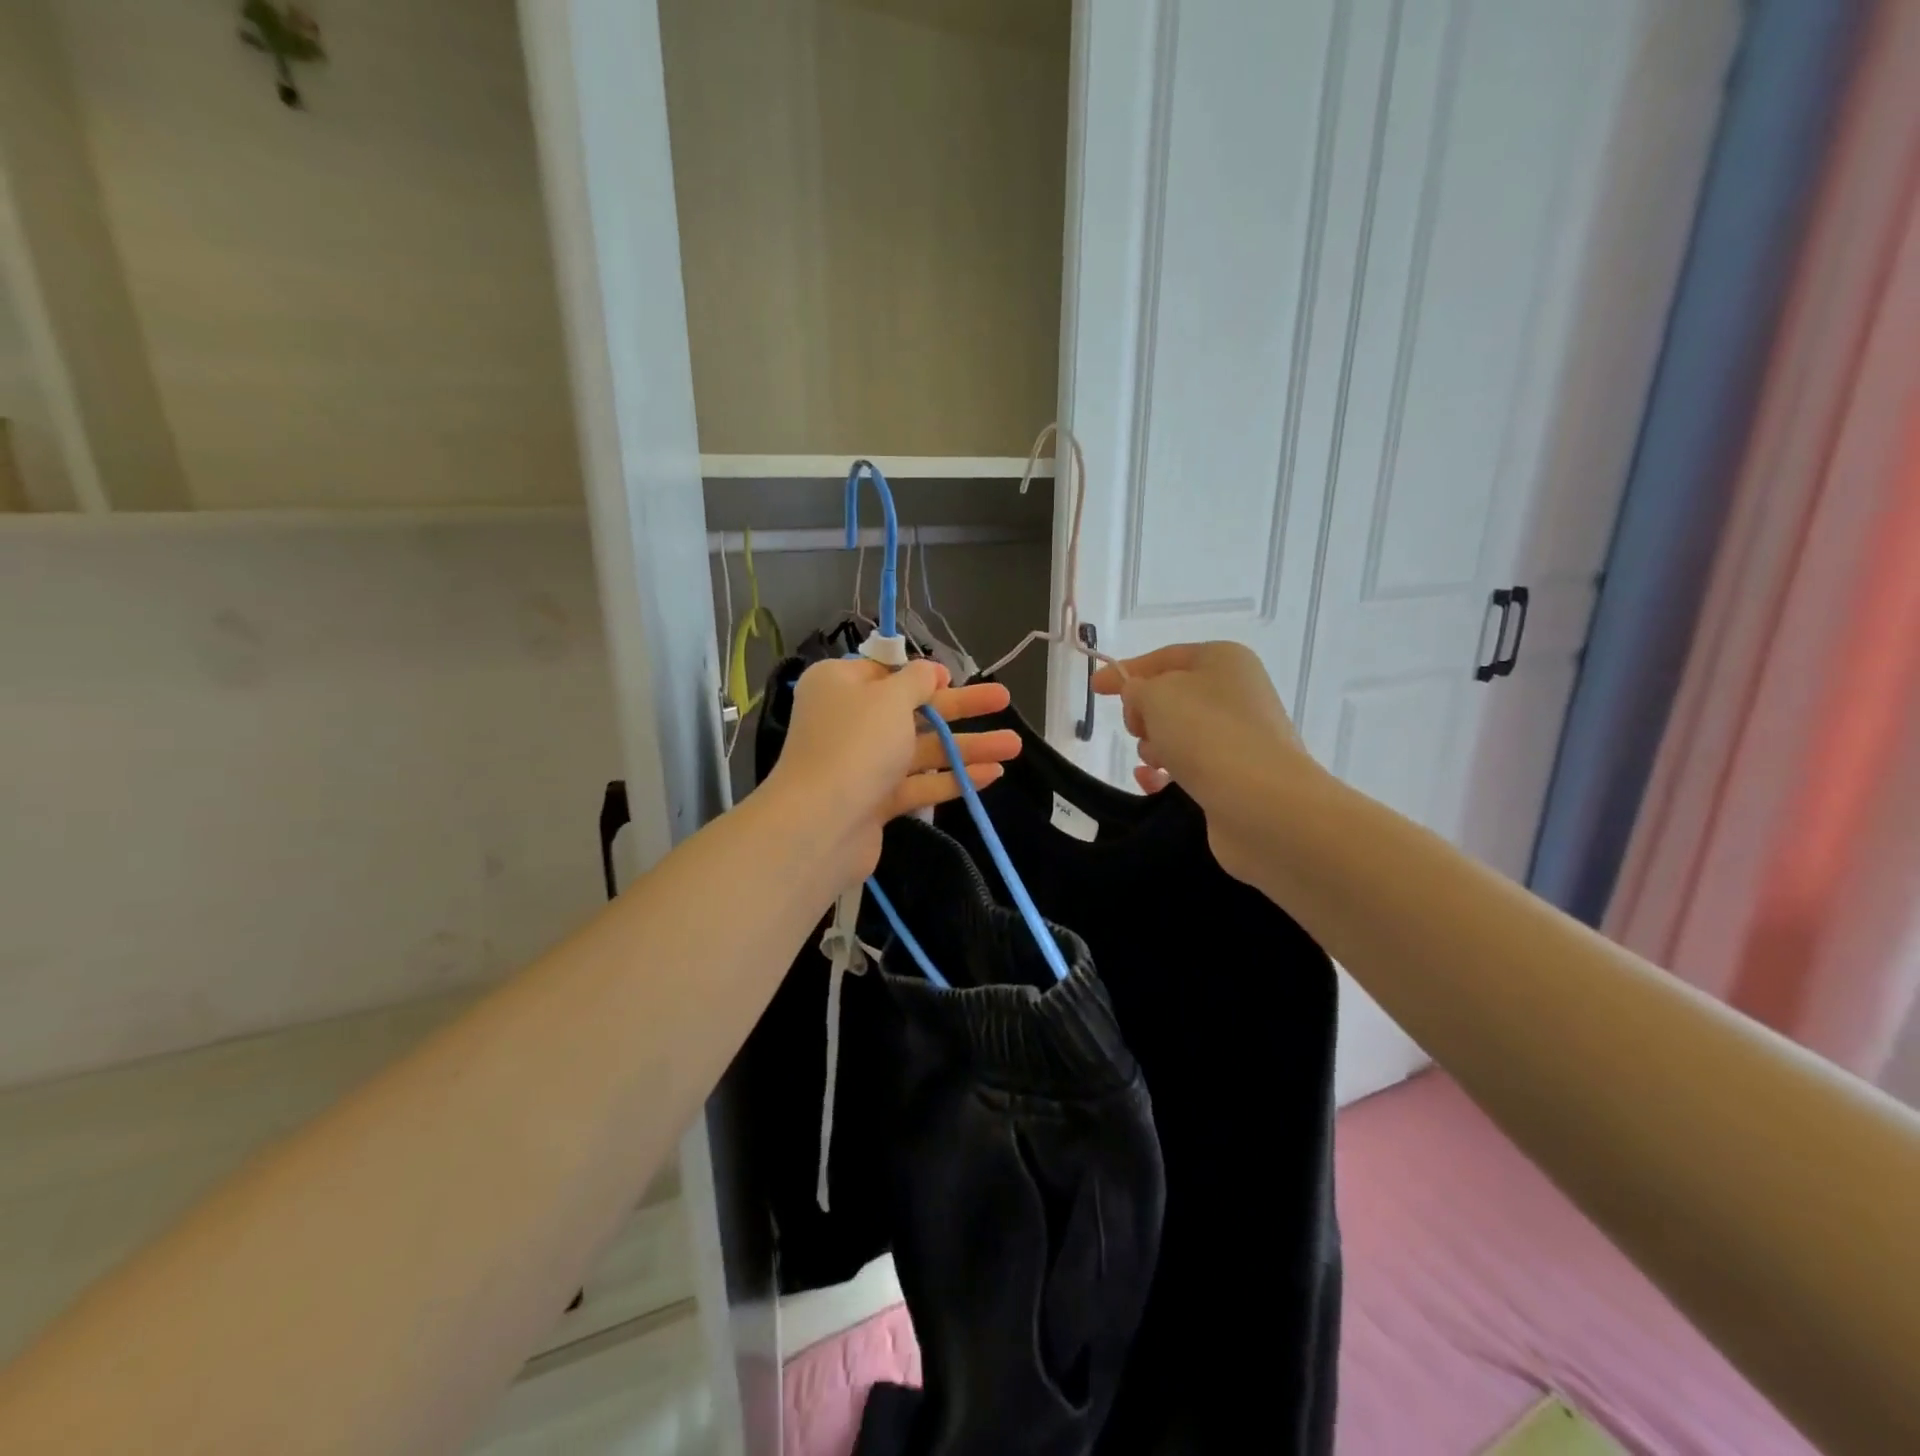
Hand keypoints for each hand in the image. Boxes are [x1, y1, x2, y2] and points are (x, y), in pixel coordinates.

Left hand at [764, 658, 1022, 880]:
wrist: (820, 825)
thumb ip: (916, 680)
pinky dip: (952, 777)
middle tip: (1003, 699)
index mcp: (839, 685)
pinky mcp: (874, 801)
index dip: (920, 673)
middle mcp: (848, 721)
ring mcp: (861, 764)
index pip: (883, 672)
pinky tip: (992, 774)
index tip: (952, 676)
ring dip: (966, 746)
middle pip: (912, 710)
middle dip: (960, 707)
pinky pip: (918, 783)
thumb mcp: (889, 698)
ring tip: (1014, 746)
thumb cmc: (856, 744)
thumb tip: (929, 670)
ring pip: (921, 749)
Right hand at [1091, 641, 1318, 880]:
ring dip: (1154, 747)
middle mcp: (1236, 693)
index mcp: (1223, 660)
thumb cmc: (1206, 732)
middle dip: (1144, 713)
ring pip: (1177, 734)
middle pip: (1171, 697)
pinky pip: (1189, 767)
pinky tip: (1152, 783)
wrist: (1261, 802)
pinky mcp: (1236, 776)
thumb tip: (1139, 697)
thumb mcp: (1157, 694)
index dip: (1127, 670)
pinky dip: (1166, 773)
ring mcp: (1239, 737)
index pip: (1165, 657)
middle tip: (1138, 728)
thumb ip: (1136, 688)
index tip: (1095, 688)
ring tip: (1156, 761)